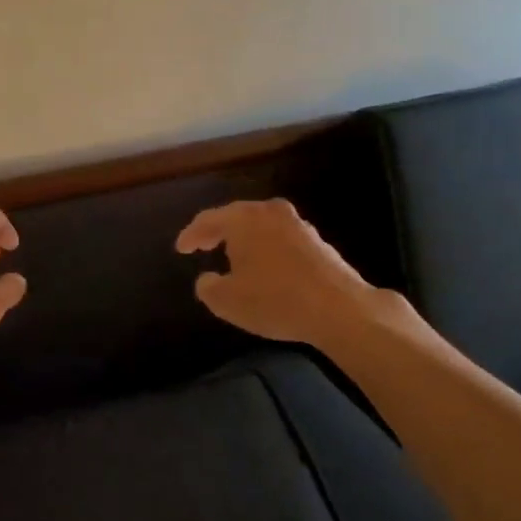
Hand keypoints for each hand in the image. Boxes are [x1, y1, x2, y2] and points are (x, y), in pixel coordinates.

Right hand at [175, 199, 401, 348]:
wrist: (340, 309)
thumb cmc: (274, 300)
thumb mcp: (226, 301)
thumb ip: (208, 287)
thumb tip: (207, 279)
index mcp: (244, 218)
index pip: (208, 220)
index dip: (190, 235)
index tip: (180, 249)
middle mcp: (270, 212)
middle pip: (236, 217)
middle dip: (217, 232)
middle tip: (202, 245)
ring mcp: (298, 224)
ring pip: (261, 227)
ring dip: (245, 240)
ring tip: (232, 257)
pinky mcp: (318, 242)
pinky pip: (280, 239)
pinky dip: (266, 249)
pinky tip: (264, 268)